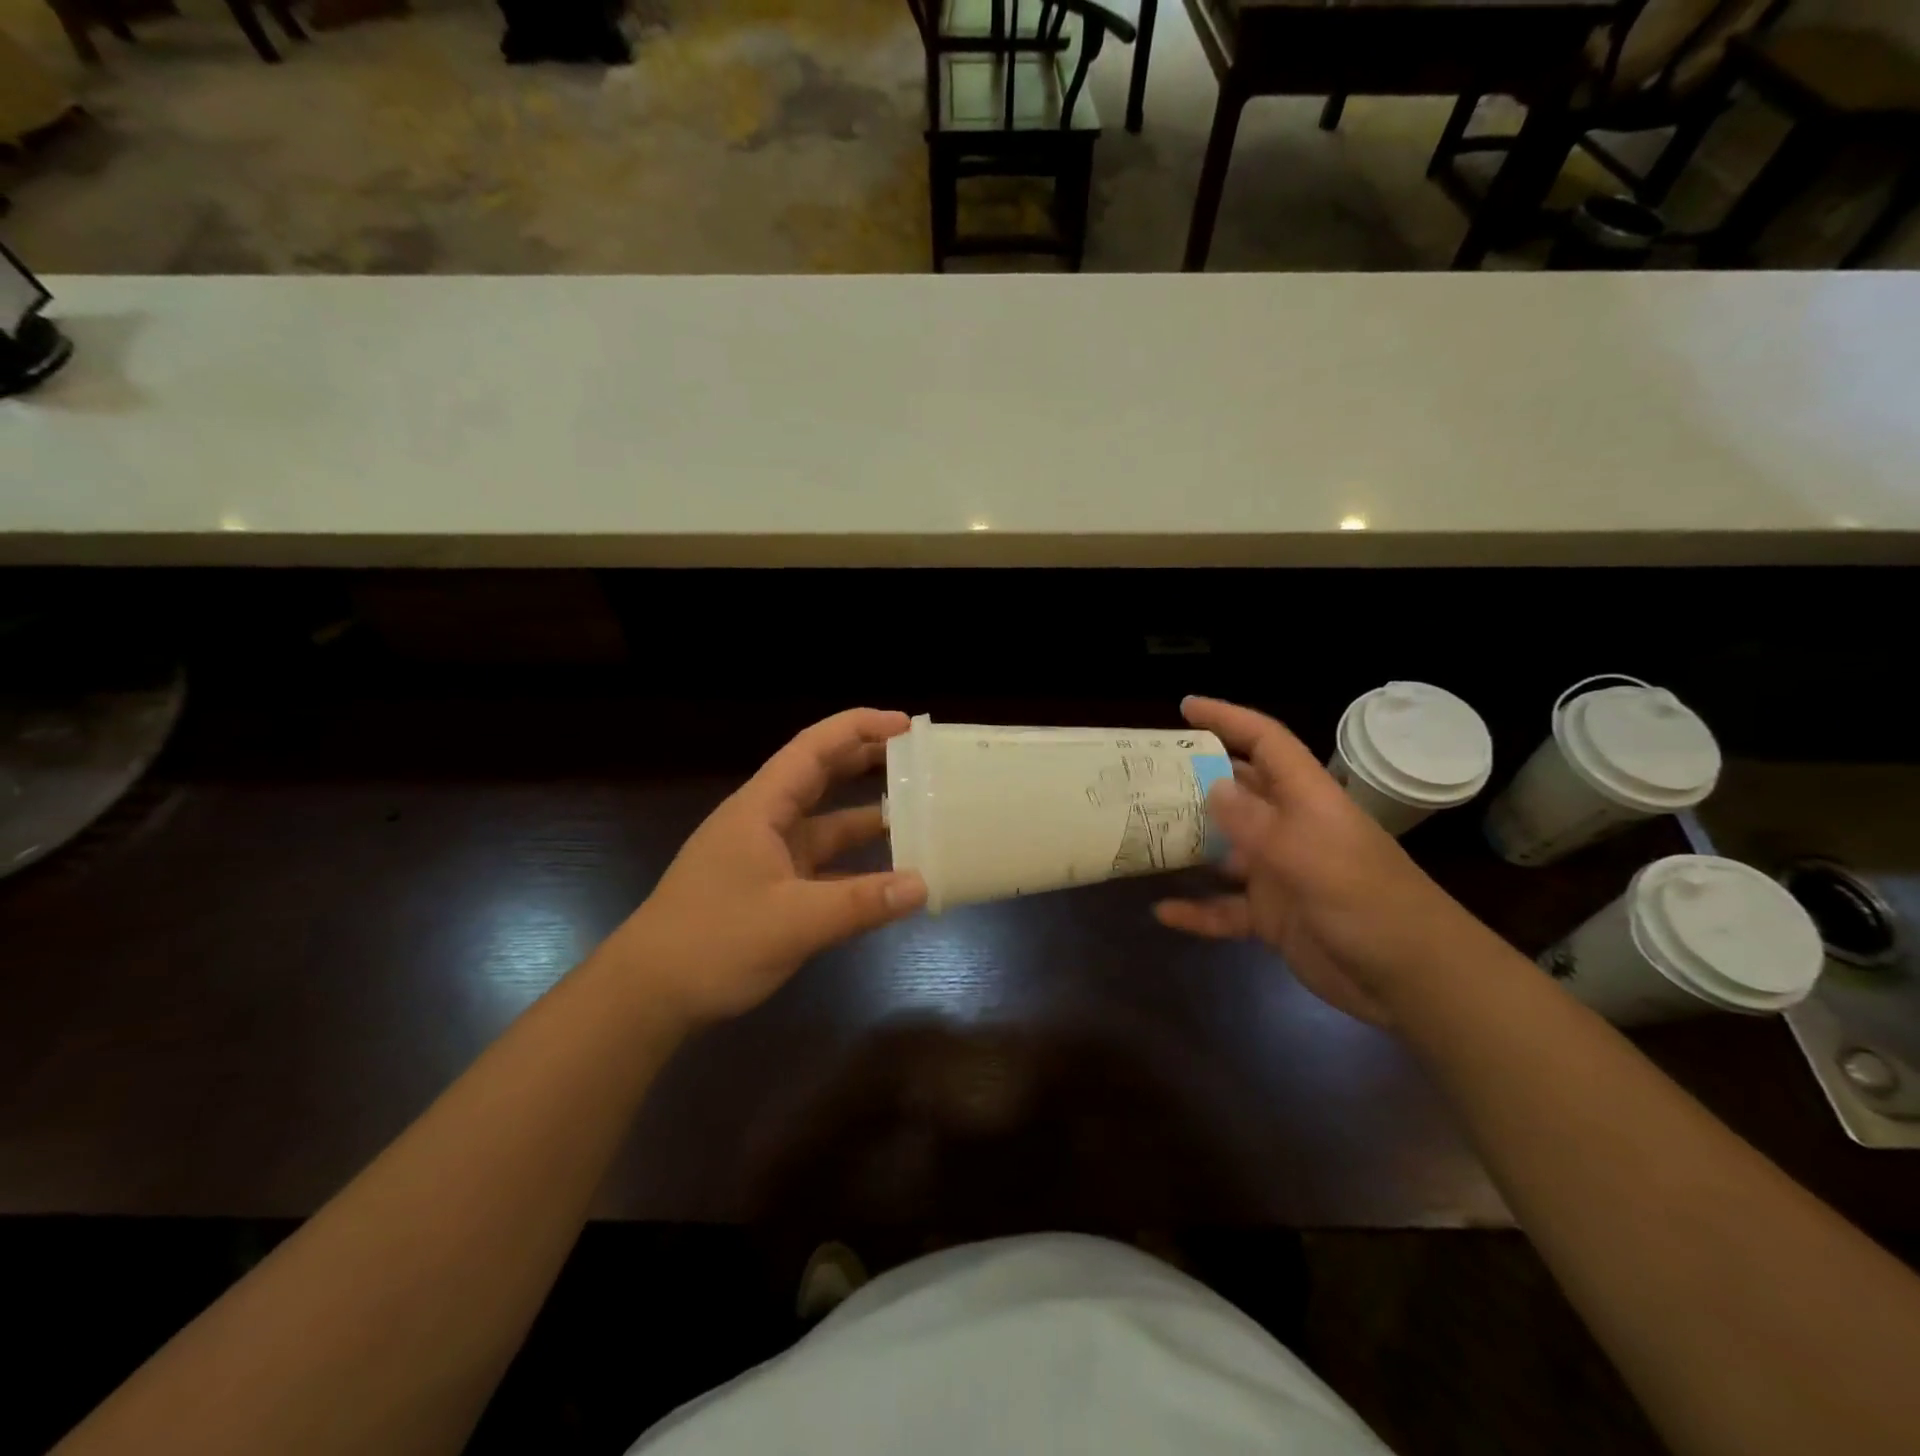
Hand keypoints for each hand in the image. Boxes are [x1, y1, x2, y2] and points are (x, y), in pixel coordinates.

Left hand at [608, 709, 927, 1027]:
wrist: (647, 996)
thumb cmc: (712, 942)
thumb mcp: (793, 922)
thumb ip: (861, 903)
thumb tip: (923, 885)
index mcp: (761, 808)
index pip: (813, 749)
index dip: (859, 728)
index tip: (905, 725)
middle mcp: (765, 822)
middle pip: (820, 777)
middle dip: (867, 761)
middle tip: (919, 760)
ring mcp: (767, 857)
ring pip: (825, 825)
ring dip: (866, 818)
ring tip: (919, 814)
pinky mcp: (770, 890)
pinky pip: (823, 866)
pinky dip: (855, 867)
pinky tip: (889, 879)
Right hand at [1153, 696, 1489, 1026]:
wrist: (1414, 981)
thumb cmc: (1369, 905)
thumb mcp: (1310, 857)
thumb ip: (1258, 823)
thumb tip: (1212, 785)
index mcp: (1307, 800)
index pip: (1266, 742)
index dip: (1229, 719)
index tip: (1185, 708)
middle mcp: (1289, 828)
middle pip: (1236, 791)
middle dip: (1194, 779)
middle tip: (1145, 776)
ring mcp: (1279, 873)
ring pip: (1223, 849)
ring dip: (1187, 844)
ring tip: (1140, 834)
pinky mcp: (1272, 917)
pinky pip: (1224, 909)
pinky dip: (1196, 910)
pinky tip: (1162, 911)